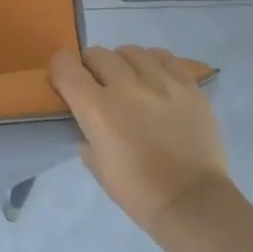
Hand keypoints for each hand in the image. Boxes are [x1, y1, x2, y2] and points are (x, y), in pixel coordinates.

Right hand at [50, 46, 229, 235]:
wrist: (191, 201)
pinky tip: (156, 77)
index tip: (65, 78)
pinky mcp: (189, 85)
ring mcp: (162, 83)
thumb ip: (86, 132)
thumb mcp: (95, 164)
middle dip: (91, 65)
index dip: (61, 68)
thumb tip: (88, 117)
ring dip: (123, 62)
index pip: (67, 67)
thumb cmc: (137, 190)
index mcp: (97, 109)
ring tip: (130, 78)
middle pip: (98, 53)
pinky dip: (154, 62)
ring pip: (132, 51)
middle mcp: (127, 87)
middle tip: (98, 82)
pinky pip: (165, 57)